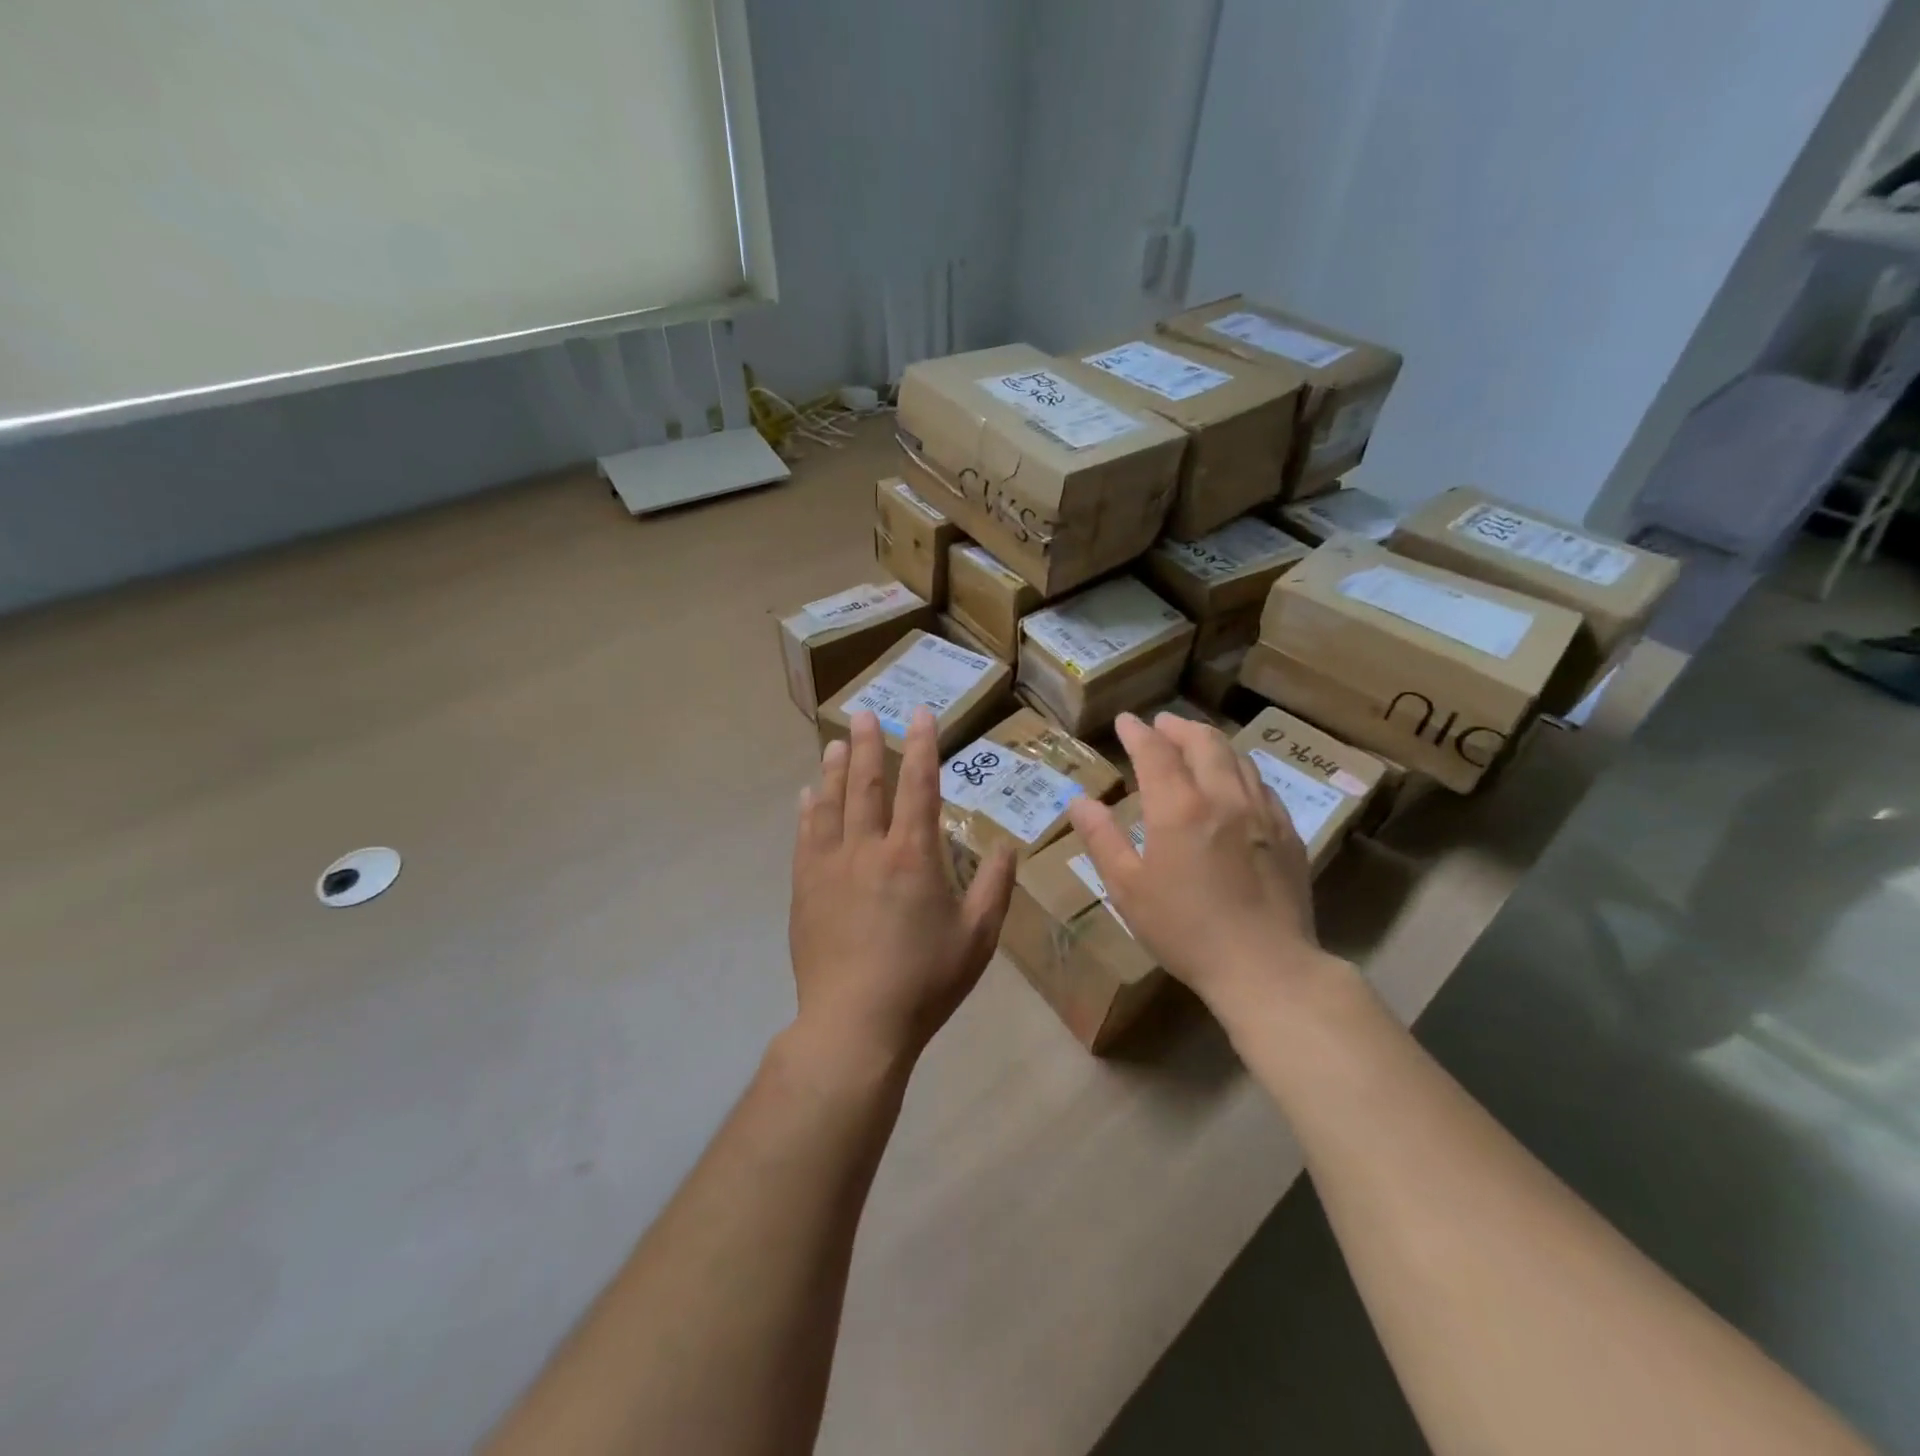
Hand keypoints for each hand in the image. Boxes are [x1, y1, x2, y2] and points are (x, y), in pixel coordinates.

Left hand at [789, 709, 1015, 1069]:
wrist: (856, 1023)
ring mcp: (830, 866)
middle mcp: (868, 848)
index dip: (921, 746)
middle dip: (869, 745)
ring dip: (835, 769)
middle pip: (867, 784)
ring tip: (837, 743)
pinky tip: (807, 795)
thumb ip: (995, 886)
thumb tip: (1007, 844)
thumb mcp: (979, 937)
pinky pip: (805, 836)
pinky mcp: (805, 888)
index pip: (919, 785)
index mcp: (914, 855)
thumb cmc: (925, 980)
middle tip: (866, 713)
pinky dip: (808, 810)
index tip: (919, 714)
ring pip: (831, 804)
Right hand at [1066, 712, 1335, 1023]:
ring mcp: (1262, 813)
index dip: (1138, 732)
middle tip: (1162, 723)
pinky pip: (1262, 784)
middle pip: (1204, 743)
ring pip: (1238, 758)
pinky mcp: (1288, 833)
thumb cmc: (1184, 930)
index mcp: (1179, 808)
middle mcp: (1223, 797)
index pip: (1156, 752)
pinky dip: (1241, 769)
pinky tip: (1236, 781)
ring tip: (1196, 741)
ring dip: (1212, 742)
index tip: (1126, 721)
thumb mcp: (1127, 889)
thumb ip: (1102, 839)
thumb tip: (1079, 801)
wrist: (1265, 967)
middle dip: (1179, 727)